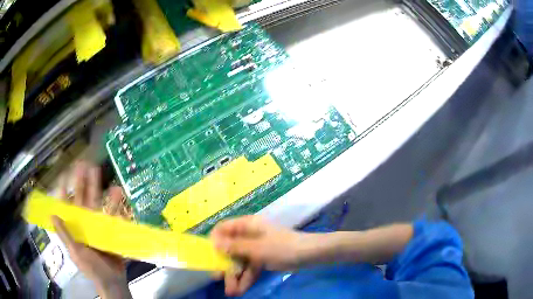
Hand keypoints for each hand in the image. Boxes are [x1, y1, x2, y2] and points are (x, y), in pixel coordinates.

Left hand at [52, 161, 130, 298]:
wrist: (112, 282)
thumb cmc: (91, 269)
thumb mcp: (76, 253)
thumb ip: (65, 235)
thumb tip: (53, 214)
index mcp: (75, 227)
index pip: (67, 205)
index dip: (64, 190)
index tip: (64, 174)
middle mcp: (86, 223)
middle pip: (84, 199)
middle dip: (83, 182)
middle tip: (85, 164)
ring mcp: (99, 227)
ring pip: (100, 206)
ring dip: (102, 192)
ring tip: (104, 177)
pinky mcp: (111, 232)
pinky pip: (114, 219)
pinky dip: (117, 209)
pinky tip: (120, 198)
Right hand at [210, 216, 304, 295]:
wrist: (310, 255)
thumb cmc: (283, 247)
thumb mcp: (257, 248)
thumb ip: (235, 246)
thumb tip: (214, 244)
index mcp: (248, 225)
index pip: (223, 228)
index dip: (214, 240)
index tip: (209, 255)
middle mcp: (249, 235)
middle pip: (230, 249)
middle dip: (225, 265)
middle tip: (217, 278)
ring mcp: (256, 248)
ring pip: (239, 261)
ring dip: (235, 276)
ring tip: (231, 292)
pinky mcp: (262, 259)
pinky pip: (250, 268)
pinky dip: (246, 278)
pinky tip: (240, 290)